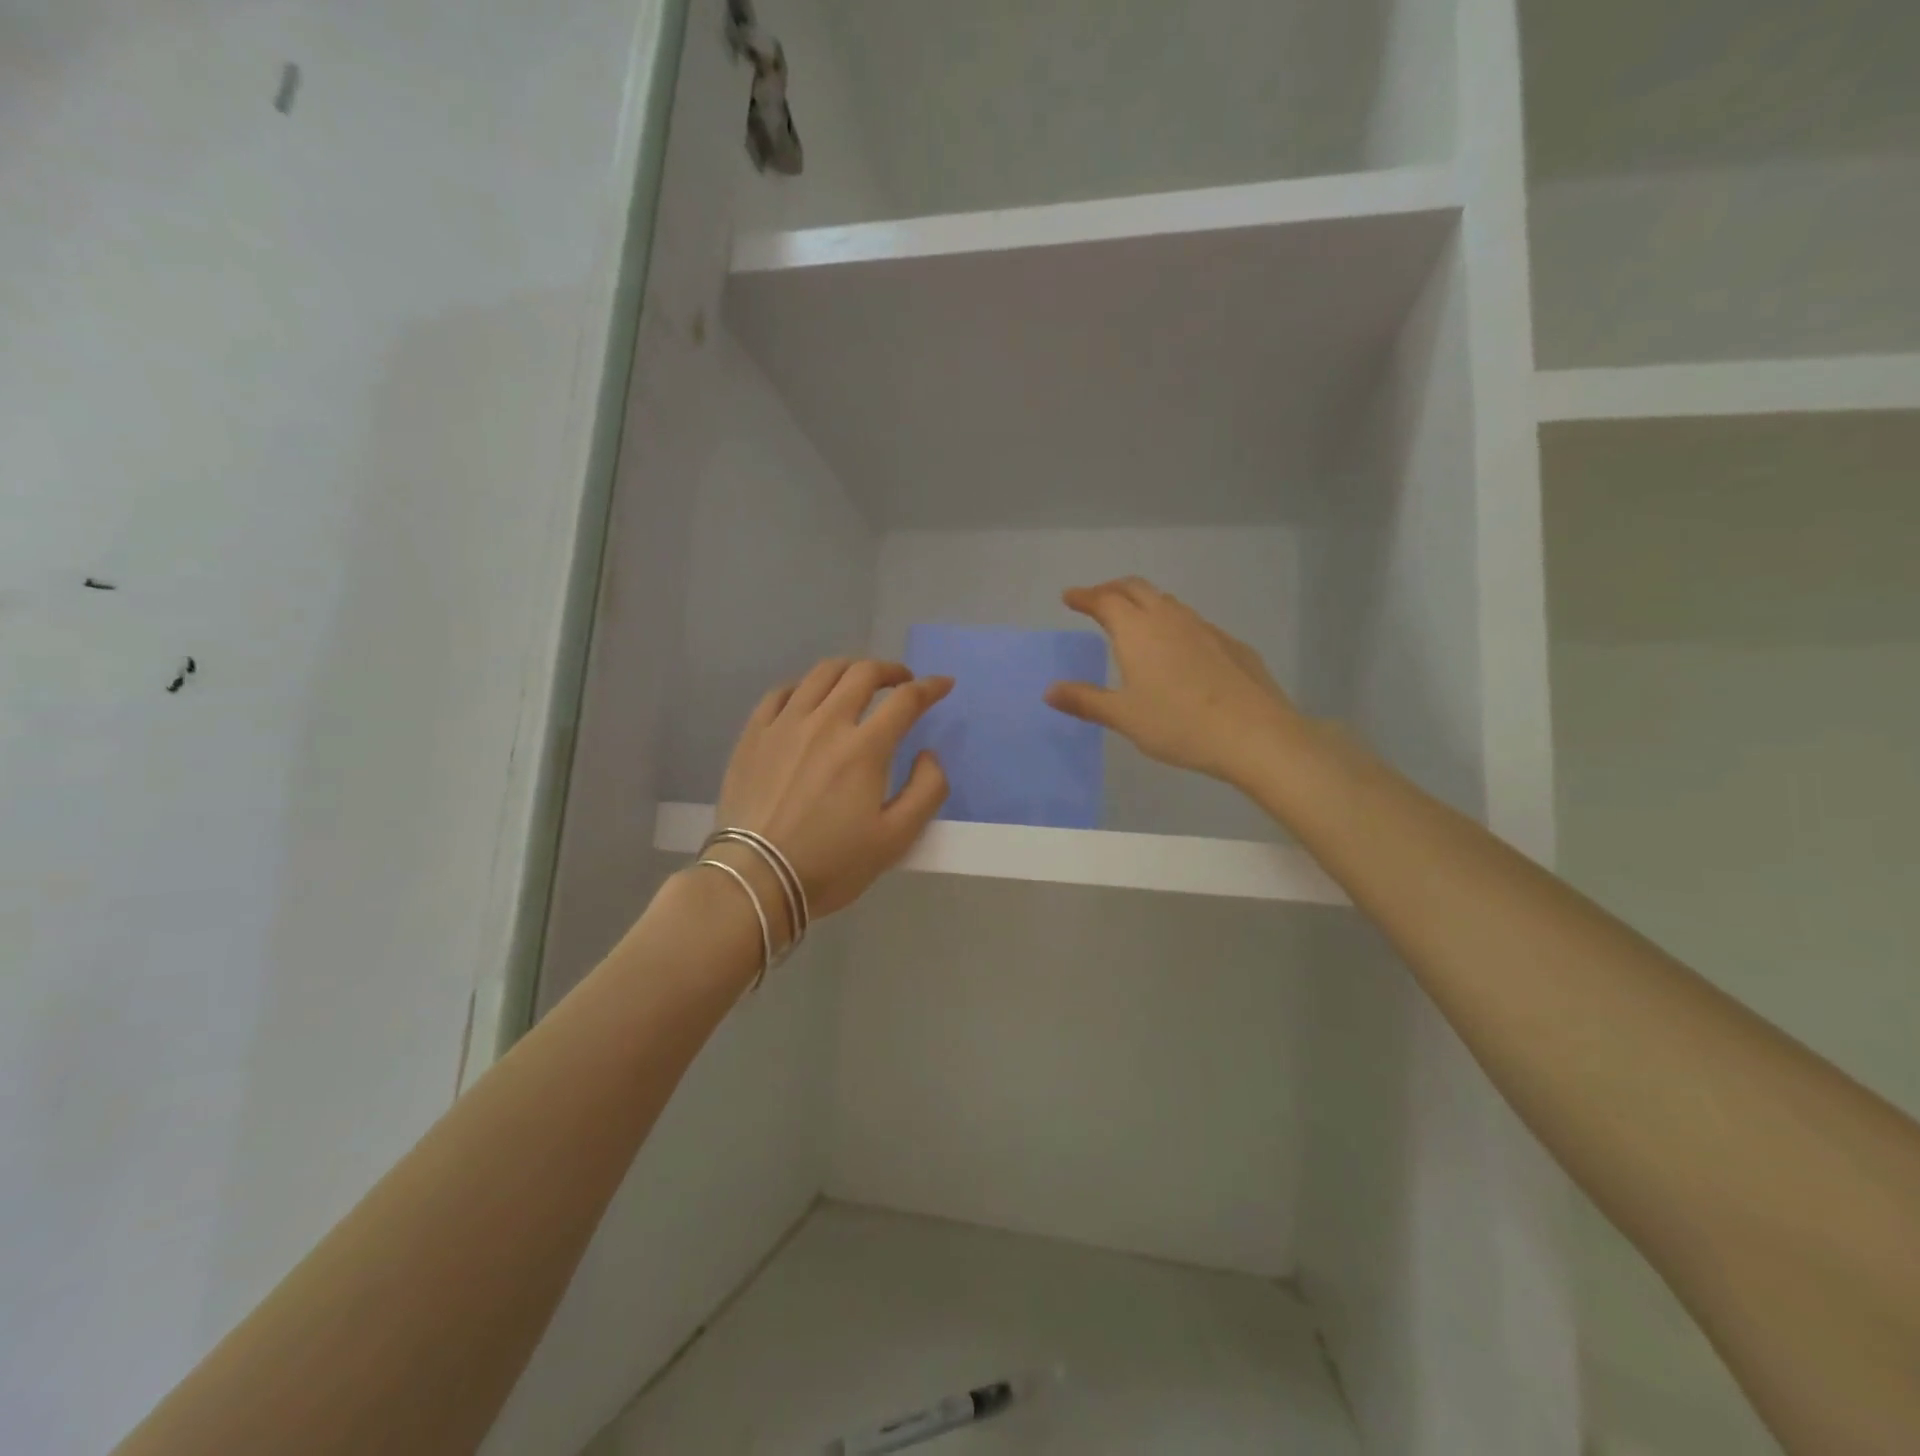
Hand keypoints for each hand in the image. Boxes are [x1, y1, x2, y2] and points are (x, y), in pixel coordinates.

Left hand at [713, 659, 952, 919]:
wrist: (756, 879)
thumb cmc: (831, 864)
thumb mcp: (896, 839)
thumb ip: (927, 791)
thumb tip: (928, 754)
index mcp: (864, 748)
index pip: (906, 700)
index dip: (930, 687)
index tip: (943, 684)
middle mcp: (825, 723)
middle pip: (862, 674)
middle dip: (890, 670)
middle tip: (902, 682)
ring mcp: (784, 724)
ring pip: (821, 674)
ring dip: (849, 670)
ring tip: (858, 682)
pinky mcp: (754, 735)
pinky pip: (781, 693)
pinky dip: (804, 686)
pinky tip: (808, 698)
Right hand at [1045, 577, 1300, 785]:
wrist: (1253, 733)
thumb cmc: (1178, 724)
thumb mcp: (1124, 717)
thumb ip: (1085, 701)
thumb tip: (1049, 691)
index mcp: (1138, 631)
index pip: (1105, 601)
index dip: (1085, 596)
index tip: (1070, 597)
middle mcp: (1169, 619)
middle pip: (1136, 588)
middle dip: (1112, 589)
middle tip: (1097, 599)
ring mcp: (1204, 628)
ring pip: (1167, 602)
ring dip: (1144, 603)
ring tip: (1134, 619)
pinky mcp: (1230, 644)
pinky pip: (1192, 623)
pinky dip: (1173, 623)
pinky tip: (1177, 649)